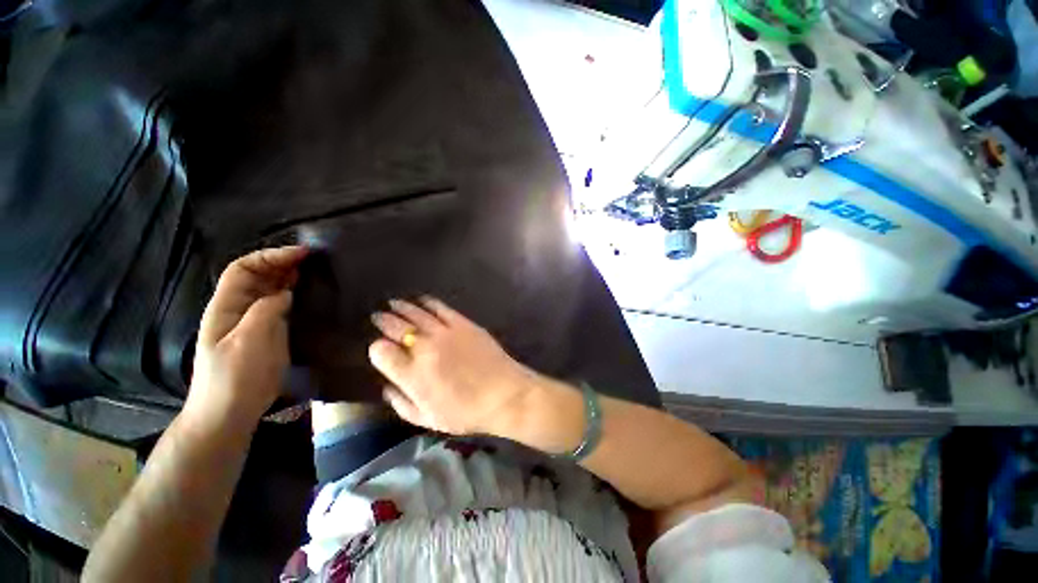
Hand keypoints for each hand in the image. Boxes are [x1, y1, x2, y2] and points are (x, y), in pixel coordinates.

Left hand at [183, 246, 307, 429]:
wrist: (230, 413)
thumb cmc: (235, 377)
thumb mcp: (248, 341)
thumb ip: (266, 311)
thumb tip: (286, 292)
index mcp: (226, 307)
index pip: (243, 269)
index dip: (270, 256)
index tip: (301, 254)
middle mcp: (239, 309)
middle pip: (258, 276)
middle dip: (282, 263)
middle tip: (314, 260)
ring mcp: (254, 322)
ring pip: (271, 290)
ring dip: (291, 277)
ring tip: (316, 271)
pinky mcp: (268, 334)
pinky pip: (281, 306)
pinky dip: (295, 295)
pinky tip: (310, 294)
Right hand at [369, 297, 534, 435]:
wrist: (504, 394)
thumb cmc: (465, 412)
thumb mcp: (427, 419)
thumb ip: (401, 403)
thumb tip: (387, 387)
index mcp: (412, 374)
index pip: (381, 352)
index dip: (377, 349)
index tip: (380, 350)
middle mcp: (424, 348)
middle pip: (396, 327)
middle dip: (384, 321)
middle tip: (378, 316)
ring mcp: (445, 332)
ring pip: (416, 313)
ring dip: (402, 307)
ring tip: (393, 304)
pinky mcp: (463, 323)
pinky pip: (441, 308)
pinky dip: (428, 302)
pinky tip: (421, 300)